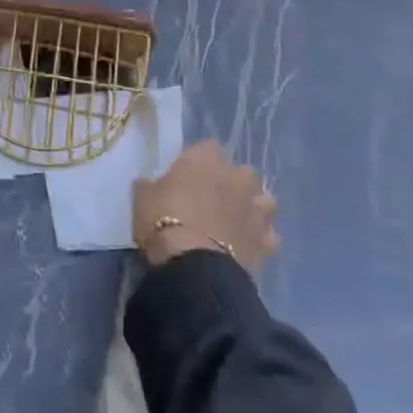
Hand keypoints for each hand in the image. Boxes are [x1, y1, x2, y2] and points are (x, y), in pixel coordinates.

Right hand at [132, 141, 278, 273]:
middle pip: (244, 172)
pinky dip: (261, 240)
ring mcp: (255, 210)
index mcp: (205, 159)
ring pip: (266, 201)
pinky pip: (270, 236)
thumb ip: (150, 185)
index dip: (200, 161)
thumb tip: (149, 184)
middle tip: (216, 198)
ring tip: (238, 221)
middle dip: (234, 182)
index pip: (209, 147)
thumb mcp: (142, 197)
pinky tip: (247, 247)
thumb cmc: (163, 220)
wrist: (193, 265)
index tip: (189, 175)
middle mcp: (236, 178)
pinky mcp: (266, 241)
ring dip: (254, 208)